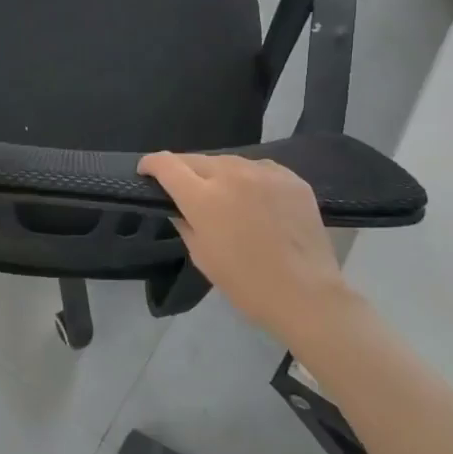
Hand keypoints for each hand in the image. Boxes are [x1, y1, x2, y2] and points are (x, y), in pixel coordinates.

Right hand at [138, 152, 365, 344]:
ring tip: (224, 195)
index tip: (146, 171)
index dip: (151, 164)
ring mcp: (264, 173)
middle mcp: (232, 174)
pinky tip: (256, 200)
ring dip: (219, 174)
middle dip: (184, 171)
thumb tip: (178, 206)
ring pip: (230, 162)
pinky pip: (260, 170)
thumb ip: (184, 223)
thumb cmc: (246, 283)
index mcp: (203, 197)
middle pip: (197, 160)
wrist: (306, 293)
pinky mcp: (291, 178)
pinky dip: (250, 179)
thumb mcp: (202, 256)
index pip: (167, 165)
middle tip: (184, 189)